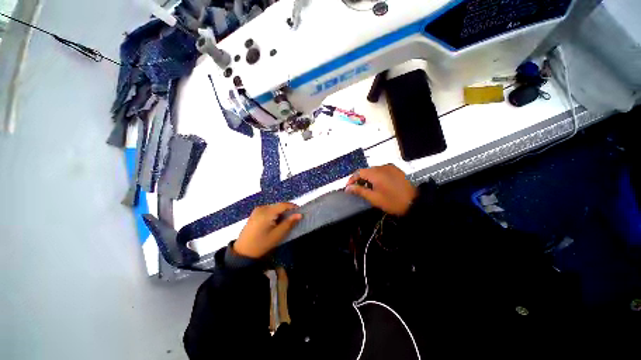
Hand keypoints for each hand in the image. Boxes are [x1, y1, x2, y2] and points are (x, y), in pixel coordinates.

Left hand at [234, 203, 302, 258]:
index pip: (283, 205)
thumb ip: (289, 223)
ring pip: (274, 208)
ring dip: (281, 212)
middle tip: (294, 218)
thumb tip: (300, 214)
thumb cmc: (262, 244)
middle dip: (287, 210)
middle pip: (278, 205)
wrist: (243, 252)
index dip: (293, 207)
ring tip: (286, 221)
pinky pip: (268, 210)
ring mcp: (257, 210)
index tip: (301, 211)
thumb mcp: (277, 235)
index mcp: (267, 212)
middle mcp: (261, 208)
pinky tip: (276, 222)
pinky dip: (274, 214)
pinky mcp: (254, 214)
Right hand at [345, 164, 416, 215]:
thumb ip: (359, 191)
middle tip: (357, 189)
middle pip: (366, 171)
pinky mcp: (396, 169)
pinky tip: (378, 184)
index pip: (358, 172)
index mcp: (375, 173)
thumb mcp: (373, 198)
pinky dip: (376, 176)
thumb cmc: (392, 201)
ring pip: (374, 170)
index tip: (348, 188)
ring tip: (367, 188)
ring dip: (368, 178)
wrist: (414, 202)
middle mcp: (382, 167)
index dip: (351, 180)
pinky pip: (382, 171)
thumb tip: (348, 188)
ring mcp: (390, 167)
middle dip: (359, 179)